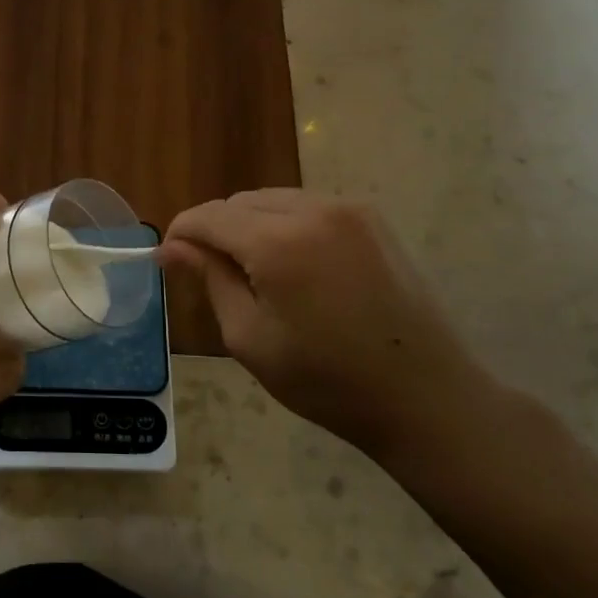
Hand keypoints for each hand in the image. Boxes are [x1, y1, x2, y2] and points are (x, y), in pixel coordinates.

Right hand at [160, 189, 493, 458]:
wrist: (426, 397)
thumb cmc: (327, 380)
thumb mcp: (251, 338)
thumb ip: (209, 280)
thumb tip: (170, 247)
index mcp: (278, 242)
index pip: (208, 216)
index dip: (182, 233)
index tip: (171, 259)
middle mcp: (312, 209)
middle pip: (240, 202)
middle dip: (218, 231)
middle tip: (217, 277)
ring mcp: (349, 208)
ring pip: (273, 200)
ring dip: (252, 226)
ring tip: (259, 274)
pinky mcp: (372, 218)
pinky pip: (308, 206)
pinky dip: (287, 225)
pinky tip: (298, 267)